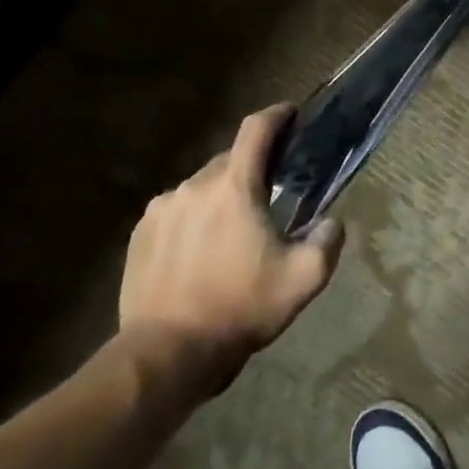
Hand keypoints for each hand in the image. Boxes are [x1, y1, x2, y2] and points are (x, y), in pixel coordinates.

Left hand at [117, 103, 345, 401]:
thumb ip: (328, 240)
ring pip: (201, 188)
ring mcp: (160, 210)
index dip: (277, 115)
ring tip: (234, 231)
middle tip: (272, 195)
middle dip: (253, 169)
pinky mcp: (139, 235)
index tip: (292, 114)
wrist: (166, 354)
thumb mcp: (305, 278)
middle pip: (229, 160)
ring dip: (222, 197)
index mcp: (235, 187)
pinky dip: (195, 219)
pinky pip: (176, 211)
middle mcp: (193, 186)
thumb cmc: (240, 308)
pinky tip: (202, 251)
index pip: (256, 130)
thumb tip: (330, 221)